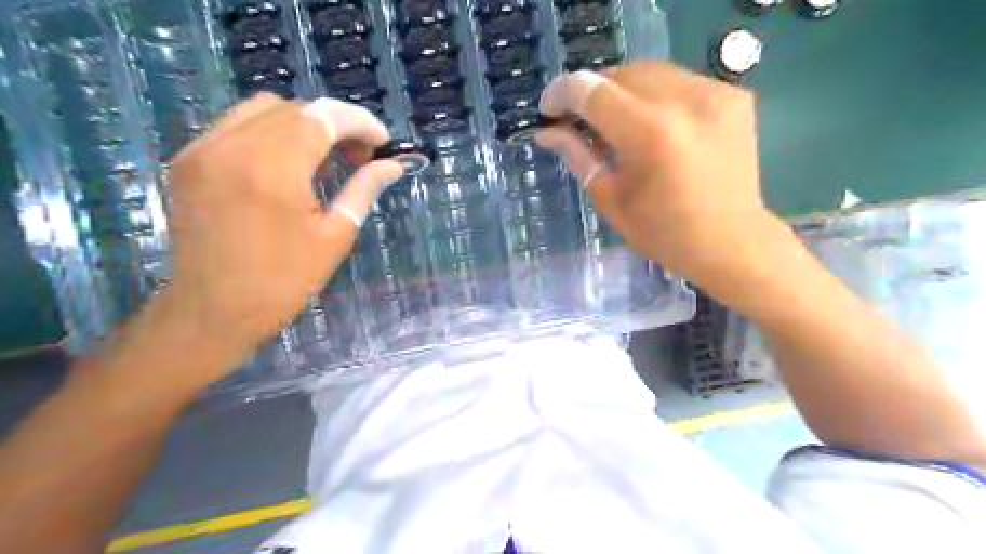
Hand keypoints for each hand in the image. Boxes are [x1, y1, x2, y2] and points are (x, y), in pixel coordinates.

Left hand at [154, 92, 403, 372]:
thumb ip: (363, 190)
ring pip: (263, 109)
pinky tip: (287, 163)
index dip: (360, 123)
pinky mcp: (188, 159)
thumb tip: (392, 166)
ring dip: (303, 124)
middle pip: (296, 108)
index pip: (324, 118)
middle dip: (336, 124)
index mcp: (275, 170)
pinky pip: (236, 124)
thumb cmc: (283, 282)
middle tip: (359, 156)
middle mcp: (233, 146)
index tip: (383, 143)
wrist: (212, 311)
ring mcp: (203, 149)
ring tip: (326, 157)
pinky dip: (271, 132)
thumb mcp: (334, 237)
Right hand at [537, 62, 782, 289]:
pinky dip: (655, 97)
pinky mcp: (733, 96)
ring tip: (615, 123)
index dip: (562, 93)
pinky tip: (654, 126)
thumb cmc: (664, 233)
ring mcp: (715, 94)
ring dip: (623, 92)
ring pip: (650, 72)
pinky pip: (679, 82)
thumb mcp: (612, 200)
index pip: (592, 91)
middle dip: (592, 93)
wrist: (732, 242)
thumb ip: (580, 156)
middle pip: (621, 73)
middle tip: (580, 121)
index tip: (548, 109)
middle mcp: (685, 102)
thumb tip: (548, 133)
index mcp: (650, 135)